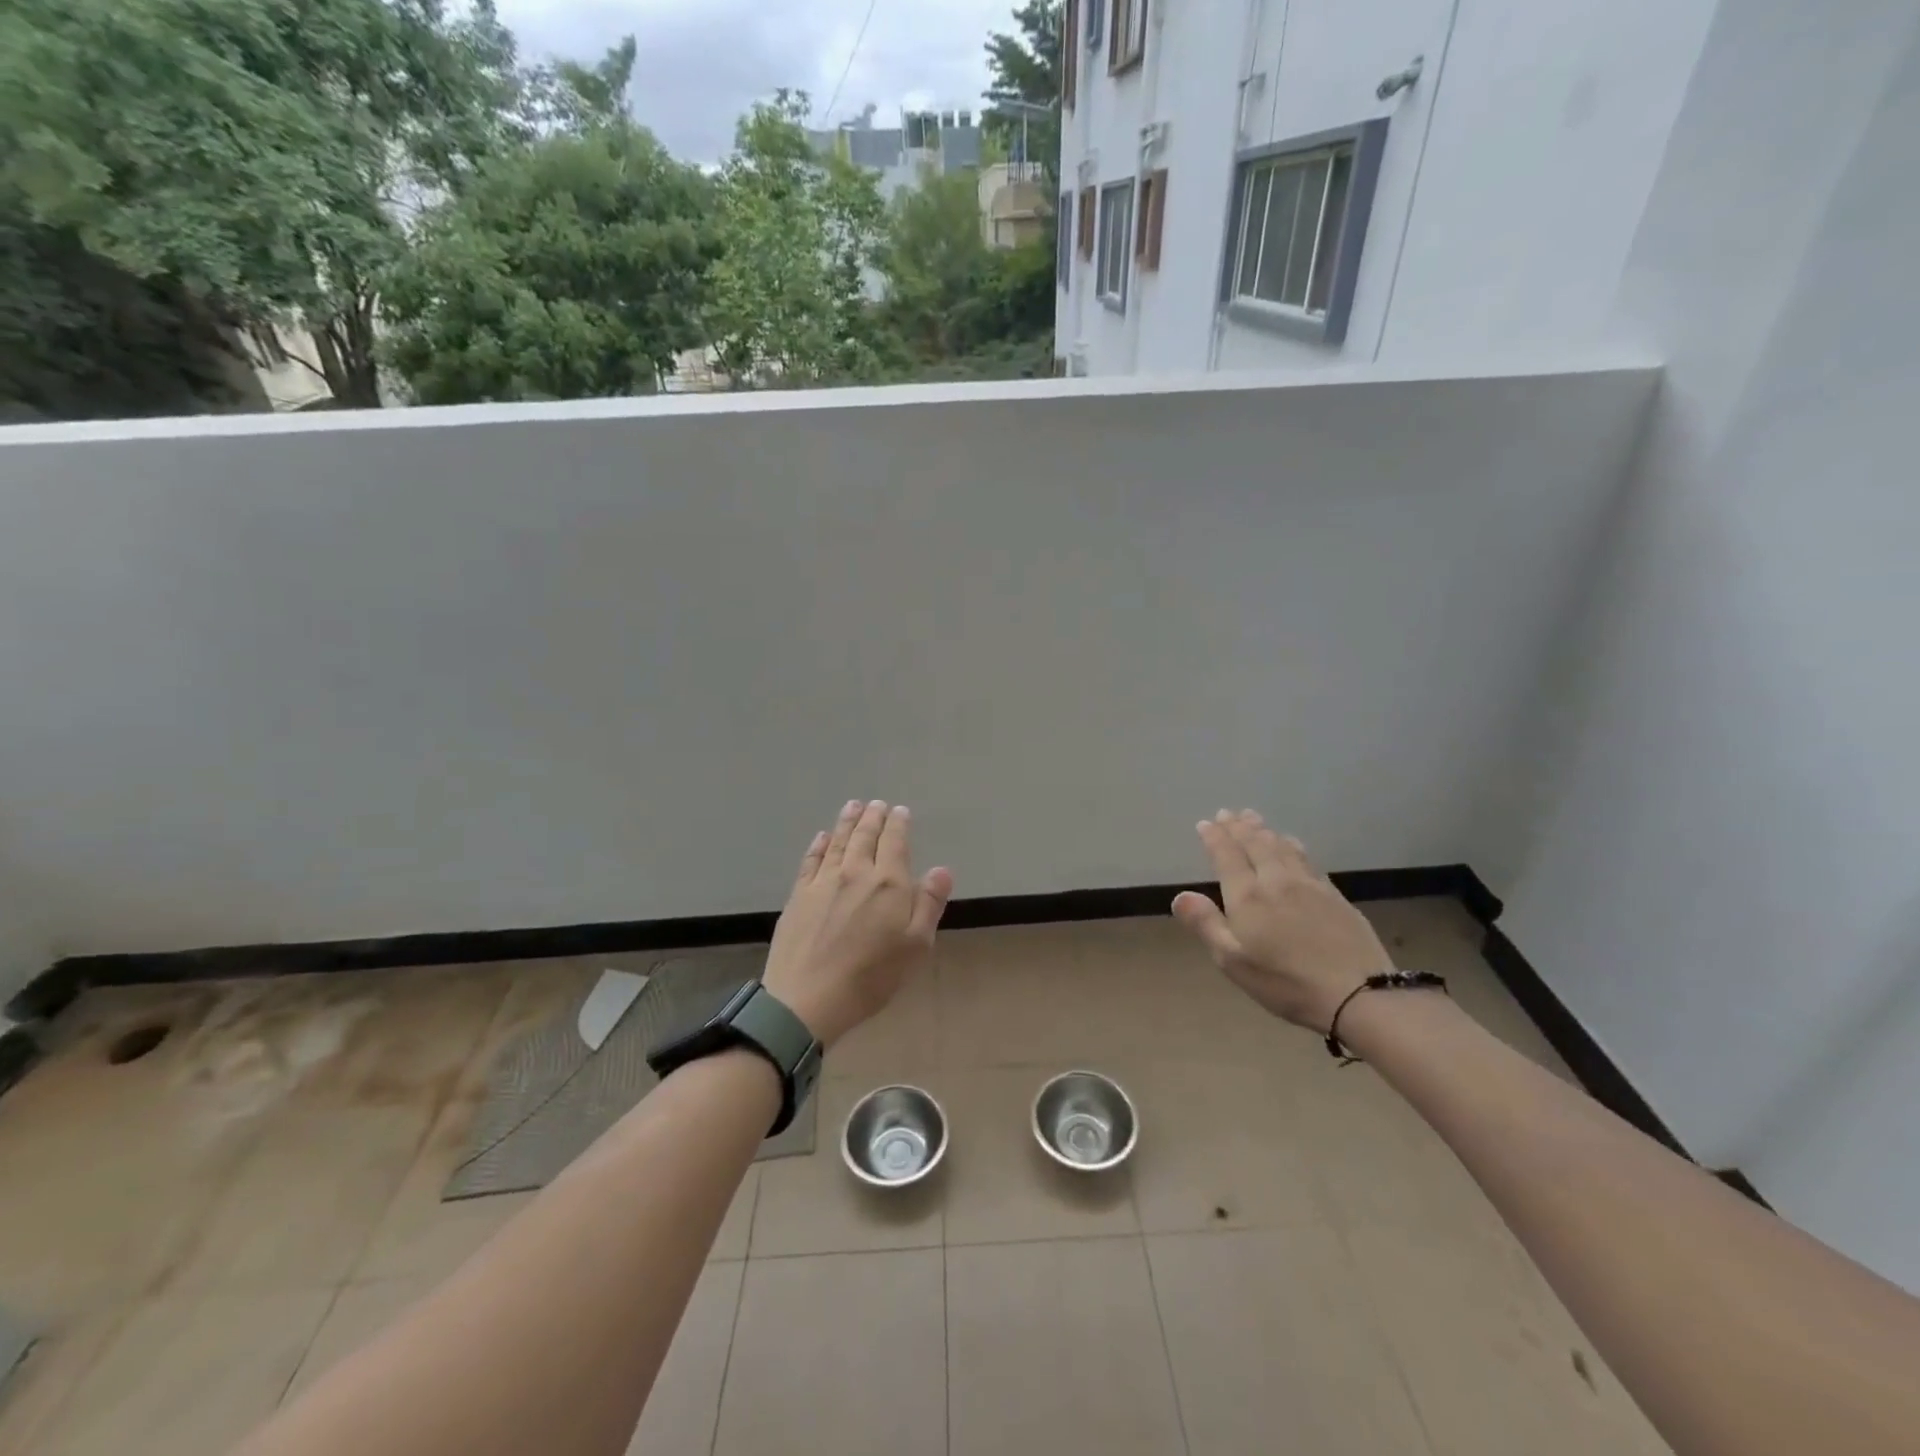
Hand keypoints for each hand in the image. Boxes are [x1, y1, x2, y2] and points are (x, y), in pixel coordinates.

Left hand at [761, 800, 953, 1048]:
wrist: (808, 997)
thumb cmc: (872, 976)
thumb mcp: (916, 946)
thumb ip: (929, 904)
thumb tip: (942, 869)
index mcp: (888, 883)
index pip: (895, 842)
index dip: (899, 824)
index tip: (900, 811)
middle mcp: (856, 872)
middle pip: (865, 836)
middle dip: (873, 817)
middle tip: (877, 803)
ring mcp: (823, 882)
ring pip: (839, 841)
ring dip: (848, 821)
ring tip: (853, 806)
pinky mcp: (799, 895)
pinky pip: (811, 860)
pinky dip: (819, 844)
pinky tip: (822, 837)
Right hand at [1171, 810, 1392, 1032]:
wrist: (1359, 994)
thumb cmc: (1286, 982)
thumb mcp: (1233, 961)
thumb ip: (1205, 924)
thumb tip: (1180, 895)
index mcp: (1248, 896)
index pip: (1227, 856)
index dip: (1214, 838)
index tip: (1205, 823)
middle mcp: (1276, 880)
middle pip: (1255, 844)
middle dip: (1238, 827)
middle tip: (1228, 813)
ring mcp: (1309, 885)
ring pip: (1282, 847)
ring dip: (1264, 830)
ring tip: (1254, 819)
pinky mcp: (1334, 895)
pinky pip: (1306, 859)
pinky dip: (1292, 845)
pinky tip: (1292, 844)